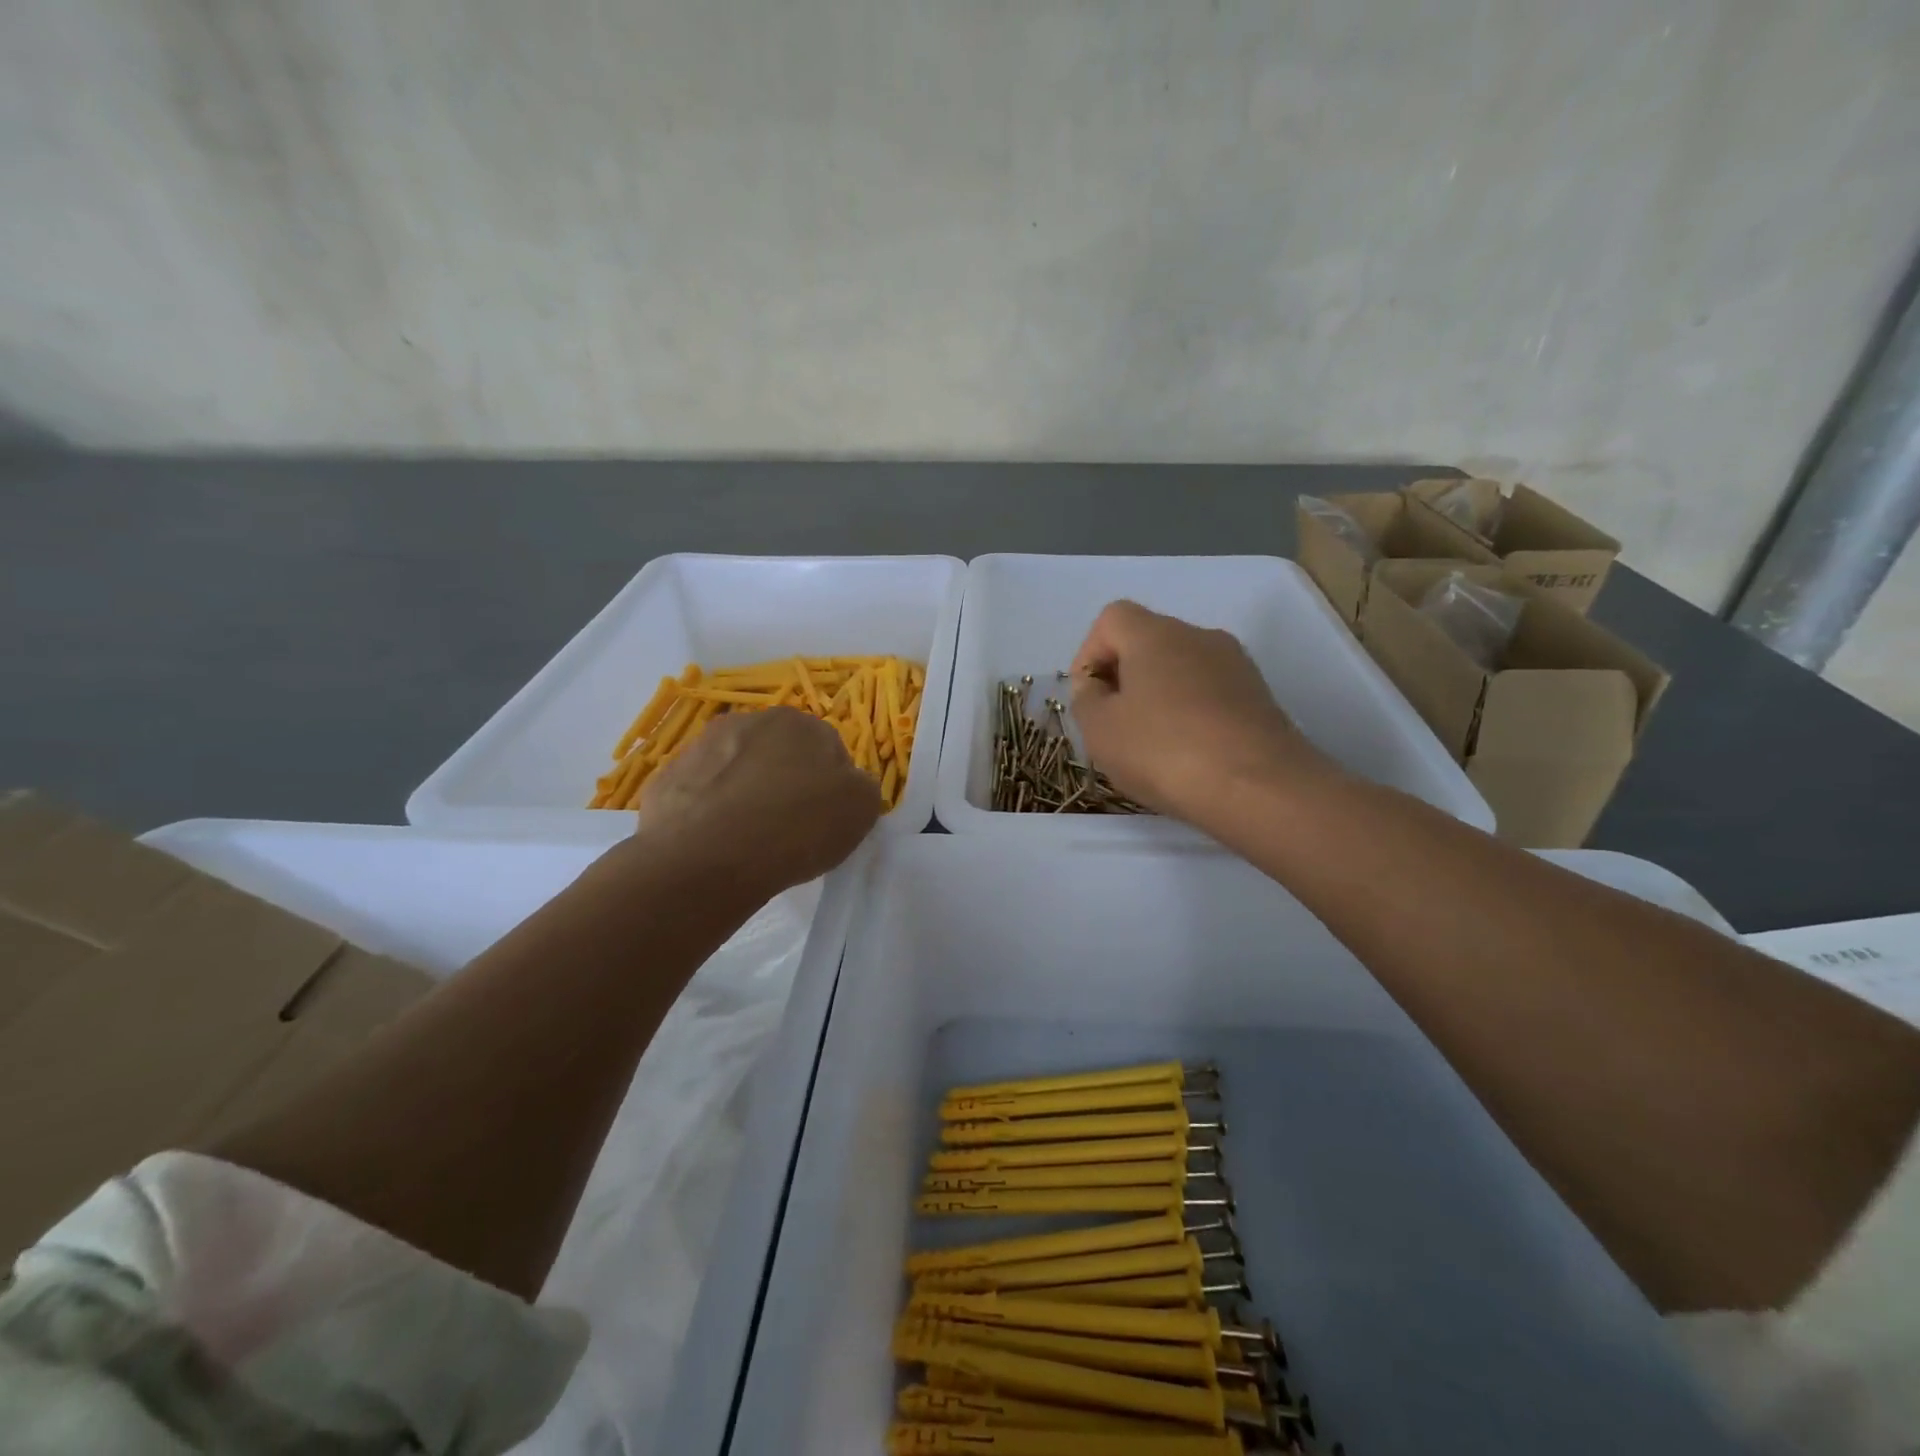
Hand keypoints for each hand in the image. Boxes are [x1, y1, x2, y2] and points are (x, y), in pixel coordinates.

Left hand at [638, 706, 881, 893]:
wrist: (706, 859)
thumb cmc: (796, 827)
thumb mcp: (861, 809)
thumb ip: (860, 787)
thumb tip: (846, 784)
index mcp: (799, 723)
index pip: (828, 749)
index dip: (831, 786)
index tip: (826, 819)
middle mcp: (748, 722)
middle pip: (778, 754)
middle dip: (785, 782)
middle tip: (789, 827)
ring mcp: (699, 748)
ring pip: (734, 770)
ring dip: (744, 794)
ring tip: (748, 840)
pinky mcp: (665, 780)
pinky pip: (699, 795)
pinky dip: (707, 813)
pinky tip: (714, 844)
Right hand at [1070, 600, 1332, 823]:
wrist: (1258, 787)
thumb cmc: (1164, 751)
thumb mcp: (1100, 730)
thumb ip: (1086, 699)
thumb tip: (1095, 685)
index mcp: (1155, 634)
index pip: (1112, 618)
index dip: (1090, 653)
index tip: (1088, 696)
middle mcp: (1199, 636)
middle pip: (1148, 641)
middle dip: (1124, 677)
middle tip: (1114, 724)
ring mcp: (1236, 665)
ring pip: (1181, 668)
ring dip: (1158, 696)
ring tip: (1151, 744)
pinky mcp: (1260, 696)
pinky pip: (1210, 693)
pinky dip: (1191, 713)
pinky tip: (1188, 754)